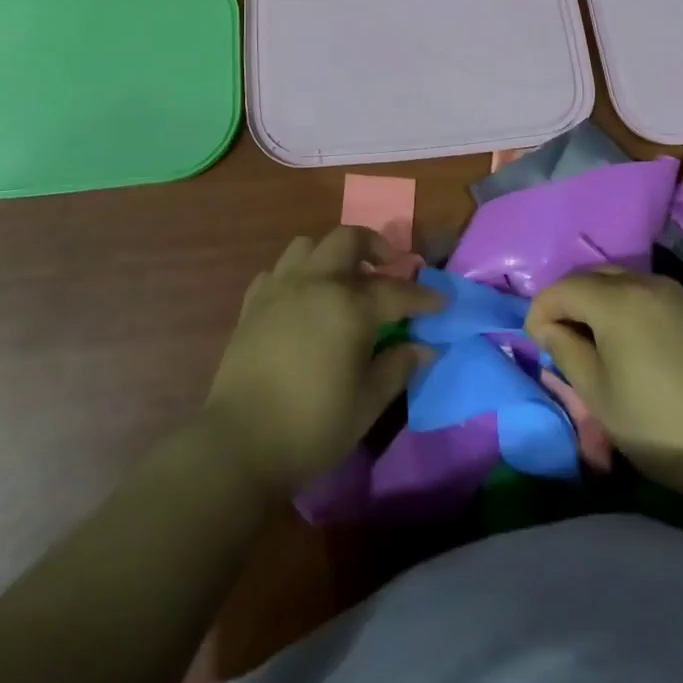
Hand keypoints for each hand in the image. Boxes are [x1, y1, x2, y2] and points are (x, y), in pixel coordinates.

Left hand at [202, 227, 440, 497]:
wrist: (240, 443)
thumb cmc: (312, 426)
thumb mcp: (367, 403)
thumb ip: (398, 367)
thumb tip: (425, 347)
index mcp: (349, 306)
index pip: (396, 291)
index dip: (424, 297)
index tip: (442, 302)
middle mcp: (316, 282)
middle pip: (349, 239)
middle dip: (375, 246)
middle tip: (389, 266)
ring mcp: (281, 287)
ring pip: (309, 245)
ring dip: (332, 253)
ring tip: (343, 277)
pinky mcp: (253, 302)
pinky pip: (278, 271)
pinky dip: (296, 275)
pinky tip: (302, 298)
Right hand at [526, 269, 682, 484]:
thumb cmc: (659, 424)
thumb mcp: (598, 394)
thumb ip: (566, 350)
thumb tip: (551, 328)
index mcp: (616, 299)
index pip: (562, 288)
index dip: (541, 311)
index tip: (537, 341)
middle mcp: (645, 282)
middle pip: (593, 277)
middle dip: (570, 300)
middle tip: (564, 337)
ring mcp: (676, 292)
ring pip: (624, 282)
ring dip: (602, 301)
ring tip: (598, 340)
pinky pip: (651, 295)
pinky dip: (631, 308)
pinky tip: (636, 342)